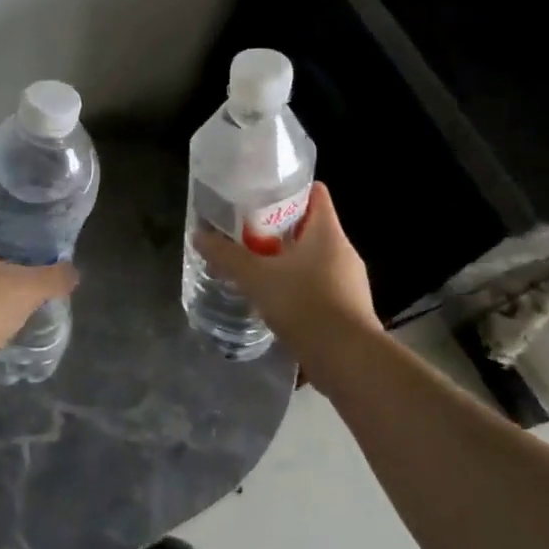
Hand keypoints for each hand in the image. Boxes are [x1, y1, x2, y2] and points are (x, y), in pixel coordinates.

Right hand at [193, 183, 379, 378]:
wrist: (347, 360)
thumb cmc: (304, 304)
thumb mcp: (256, 277)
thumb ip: (227, 255)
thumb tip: (198, 236)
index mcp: (327, 232)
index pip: (315, 193)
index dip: (290, 188)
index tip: (263, 192)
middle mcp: (343, 251)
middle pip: (311, 227)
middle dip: (281, 228)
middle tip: (248, 231)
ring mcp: (350, 282)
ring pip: (315, 259)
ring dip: (289, 260)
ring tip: (257, 266)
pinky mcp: (349, 309)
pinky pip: (320, 287)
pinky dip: (299, 287)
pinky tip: (276, 300)